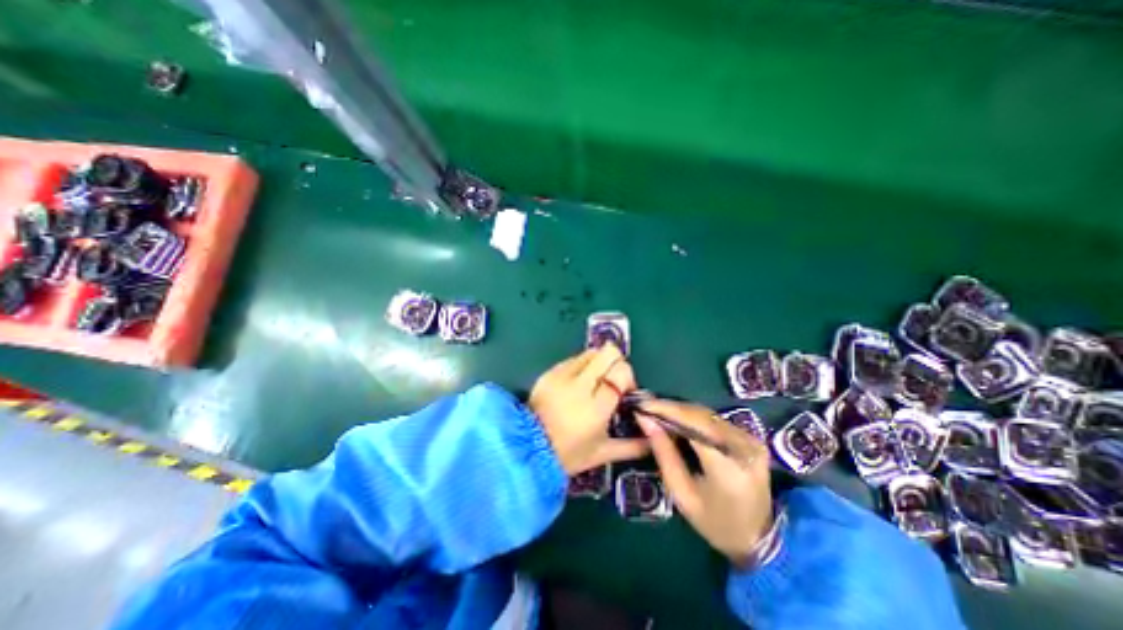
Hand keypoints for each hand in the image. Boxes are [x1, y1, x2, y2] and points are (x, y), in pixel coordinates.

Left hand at [532, 347, 654, 473]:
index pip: (621, 373)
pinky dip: (581, 366)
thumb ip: (632, 446)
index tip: (624, 391)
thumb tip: (653, 441)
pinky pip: (573, 358)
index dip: (627, 377)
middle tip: (611, 382)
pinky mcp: (550, 372)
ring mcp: (563, 375)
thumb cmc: (568, 454)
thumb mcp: (602, 453)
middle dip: (616, 363)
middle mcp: (580, 385)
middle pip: (608, 353)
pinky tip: (577, 384)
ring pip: (592, 352)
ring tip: (594, 383)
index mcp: (596, 407)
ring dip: (599, 363)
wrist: (528, 447)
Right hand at [635, 401, 777, 567]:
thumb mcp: (682, 494)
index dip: (666, 411)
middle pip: (700, 416)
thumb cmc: (714, 523)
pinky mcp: (752, 438)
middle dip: (670, 407)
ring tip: (657, 409)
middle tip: (646, 405)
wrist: (759, 539)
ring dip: (680, 410)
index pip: (693, 427)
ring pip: (707, 414)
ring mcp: (751, 441)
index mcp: (728, 469)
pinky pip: (716, 420)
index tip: (642, 406)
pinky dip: (693, 416)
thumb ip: (663, 453)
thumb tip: (645, 420)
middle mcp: (744, 448)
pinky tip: (677, 418)